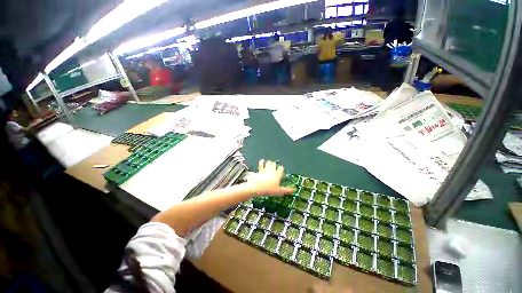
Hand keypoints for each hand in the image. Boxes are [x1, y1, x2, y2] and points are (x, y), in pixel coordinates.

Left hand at [247, 160, 294, 196]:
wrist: (257, 187)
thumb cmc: (269, 189)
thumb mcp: (279, 191)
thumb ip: (287, 190)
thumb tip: (294, 190)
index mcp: (277, 174)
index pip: (281, 168)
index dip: (281, 169)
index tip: (281, 170)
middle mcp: (272, 170)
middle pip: (275, 164)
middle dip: (275, 165)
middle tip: (275, 167)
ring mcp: (266, 169)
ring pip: (269, 163)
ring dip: (270, 163)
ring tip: (270, 164)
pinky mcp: (260, 170)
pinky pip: (261, 164)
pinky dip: (262, 162)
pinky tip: (262, 161)